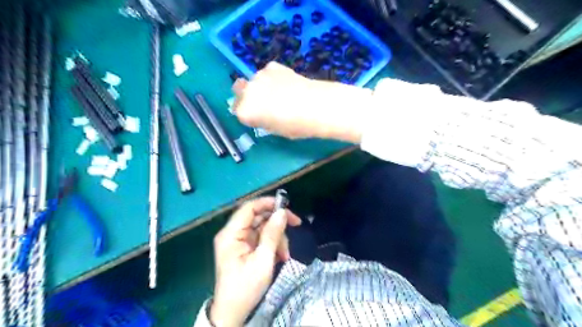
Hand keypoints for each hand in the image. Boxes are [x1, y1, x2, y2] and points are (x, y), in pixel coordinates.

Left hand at [210, 197, 301, 325]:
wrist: (233, 313)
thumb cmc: (246, 288)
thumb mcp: (263, 261)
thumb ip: (272, 234)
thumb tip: (282, 212)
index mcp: (231, 234)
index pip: (249, 208)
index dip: (267, 203)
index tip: (287, 207)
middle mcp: (233, 233)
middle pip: (258, 217)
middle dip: (277, 224)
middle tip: (295, 225)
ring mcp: (239, 241)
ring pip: (263, 228)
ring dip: (277, 238)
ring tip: (285, 254)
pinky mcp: (244, 248)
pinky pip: (262, 238)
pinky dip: (273, 245)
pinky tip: (280, 256)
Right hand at [233, 61, 372, 142]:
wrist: (316, 106)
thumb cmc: (296, 125)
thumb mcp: (275, 130)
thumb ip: (262, 121)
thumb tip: (261, 114)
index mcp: (245, 111)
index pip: (238, 111)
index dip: (248, 114)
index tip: (257, 116)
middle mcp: (247, 91)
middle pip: (239, 91)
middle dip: (246, 96)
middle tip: (263, 103)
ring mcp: (259, 76)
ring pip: (254, 80)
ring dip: (261, 86)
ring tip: (280, 93)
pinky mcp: (272, 66)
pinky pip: (267, 73)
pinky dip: (272, 78)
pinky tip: (287, 84)